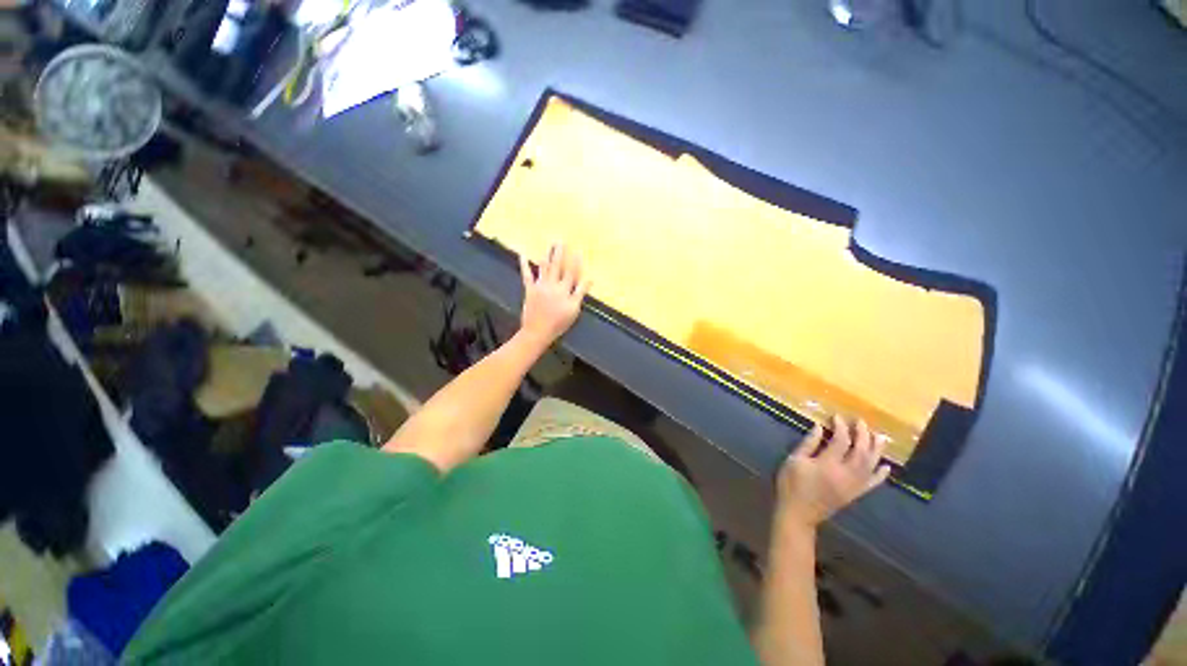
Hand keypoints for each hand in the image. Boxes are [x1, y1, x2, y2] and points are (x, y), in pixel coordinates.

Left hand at [518, 242, 589, 347]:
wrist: (538, 331)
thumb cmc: (559, 323)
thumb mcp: (574, 309)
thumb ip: (580, 292)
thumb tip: (590, 279)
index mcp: (564, 289)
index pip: (571, 272)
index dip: (575, 261)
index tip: (577, 250)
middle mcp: (552, 284)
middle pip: (557, 266)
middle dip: (560, 253)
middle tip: (560, 241)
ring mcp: (540, 286)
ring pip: (544, 267)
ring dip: (547, 255)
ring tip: (549, 245)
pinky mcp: (529, 290)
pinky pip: (526, 275)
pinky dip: (524, 265)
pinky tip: (522, 255)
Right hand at [776, 415, 890, 529]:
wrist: (799, 513)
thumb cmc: (791, 484)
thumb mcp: (794, 460)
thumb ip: (808, 444)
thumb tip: (819, 427)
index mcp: (828, 465)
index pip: (841, 441)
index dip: (841, 427)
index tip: (837, 417)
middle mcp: (846, 474)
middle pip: (861, 451)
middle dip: (862, 434)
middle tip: (861, 422)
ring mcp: (854, 485)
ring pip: (871, 465)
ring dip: (876, 450)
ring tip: (879, 436)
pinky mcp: (856, 494)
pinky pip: (873, 483)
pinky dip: (881, 474)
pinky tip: (886, 466)